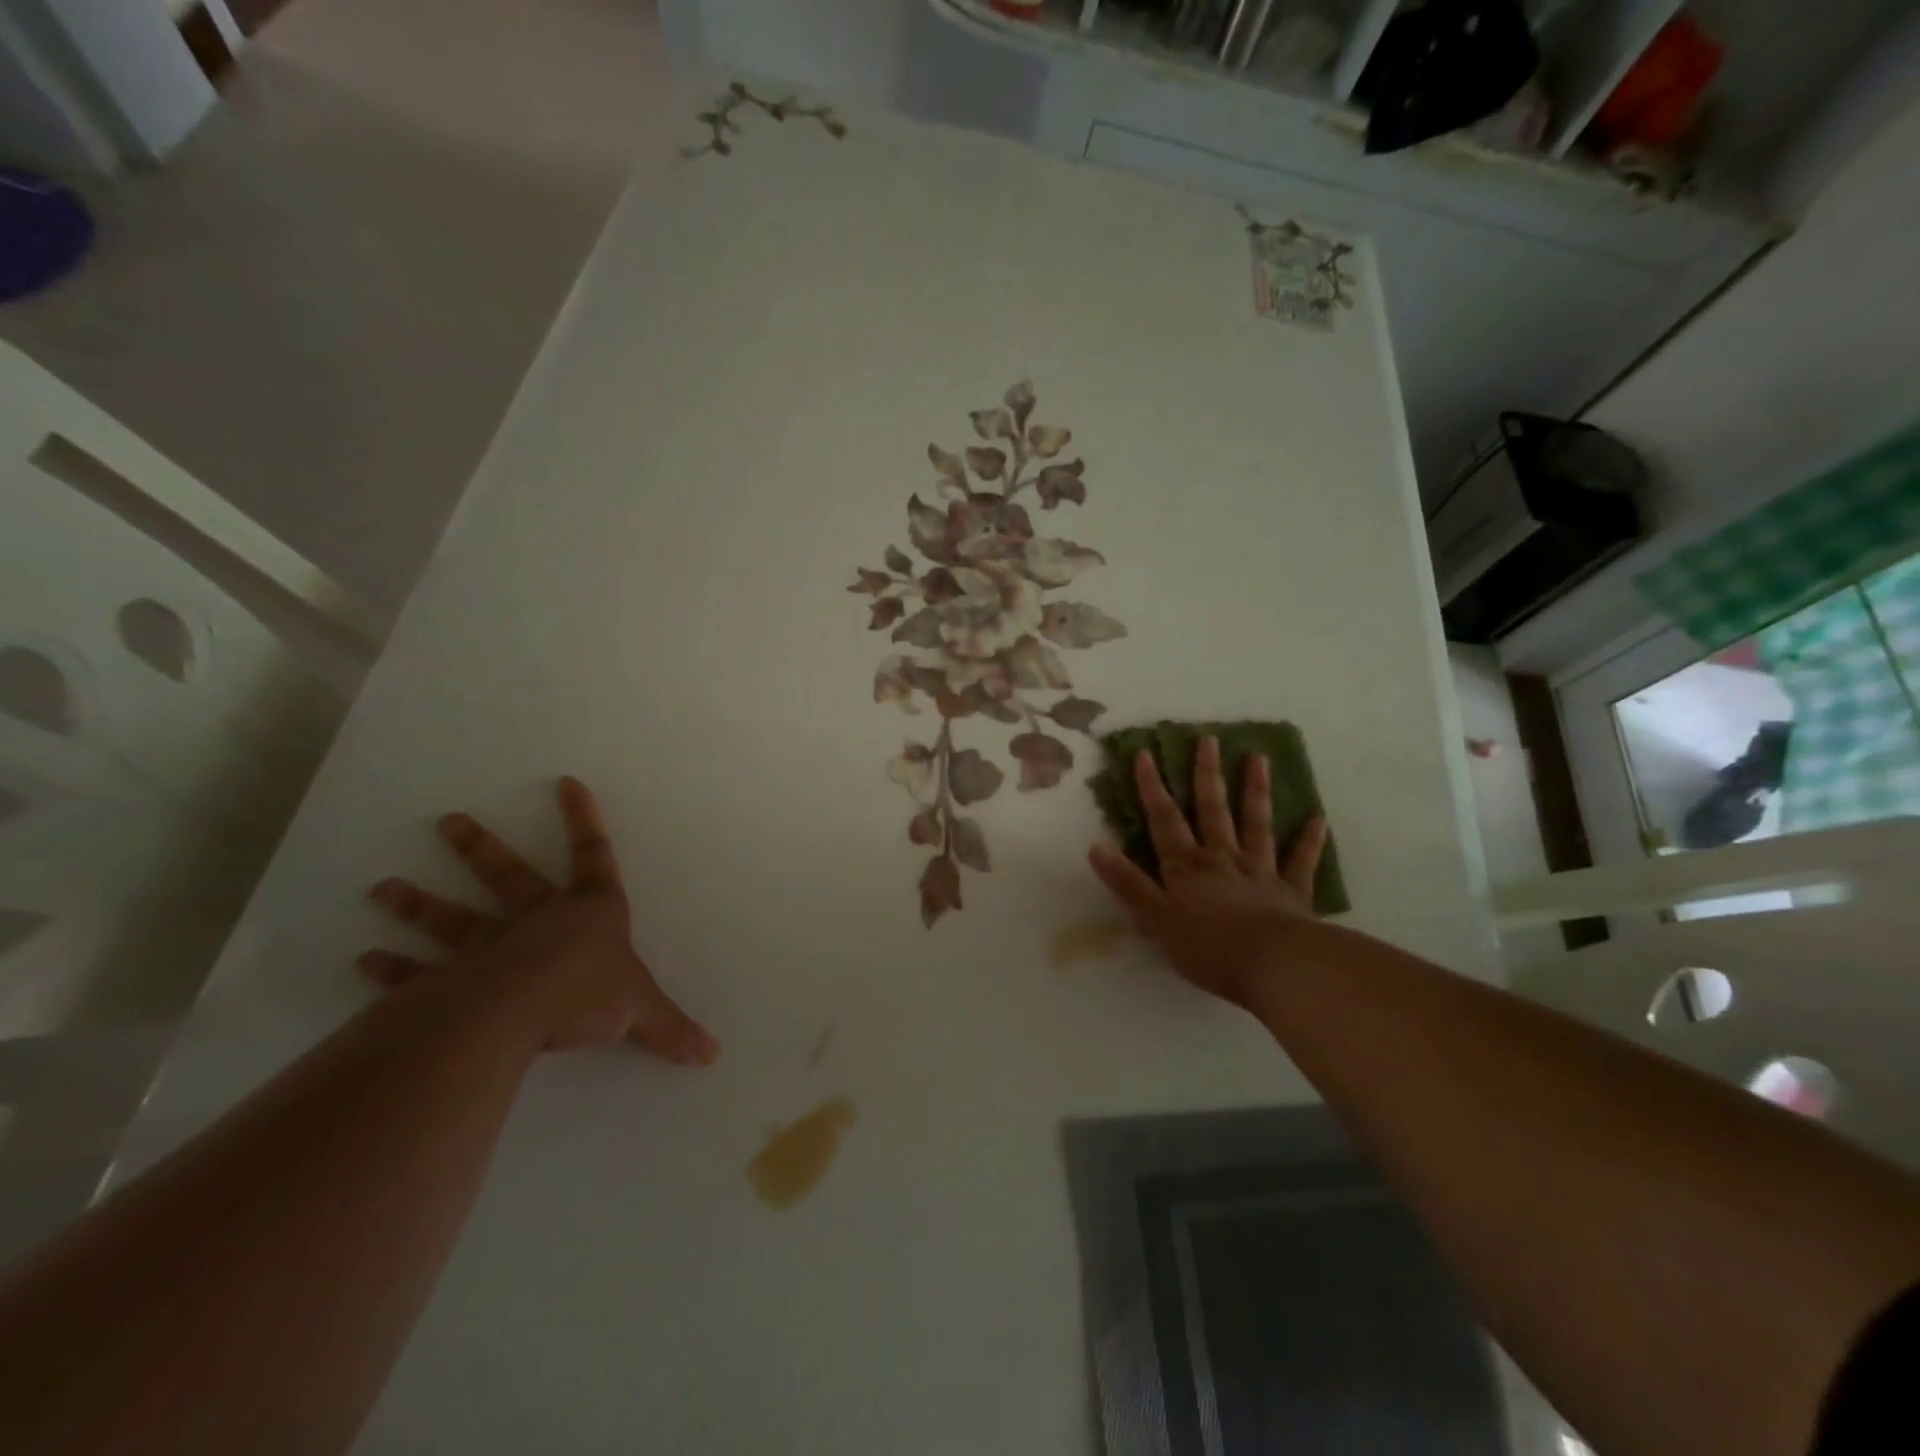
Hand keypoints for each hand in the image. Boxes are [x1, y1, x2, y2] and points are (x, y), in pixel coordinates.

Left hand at [360, 776, 719, 1063]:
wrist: (523, 1010)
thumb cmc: (588, 991)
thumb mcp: (642, 1010)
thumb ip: (671, 1029)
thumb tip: (713, 1054)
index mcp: (590, 914)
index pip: (594, 856)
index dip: (583, 820)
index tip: (565, 782)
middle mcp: (538, 920)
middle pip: (508, 877)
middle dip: (480, 849)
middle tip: (447, 821)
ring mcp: (490, 948)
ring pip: (453, 919)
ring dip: (418, 904)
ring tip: (381, 888)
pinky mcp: (451, 982)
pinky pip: (420, 972)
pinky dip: (394, 968)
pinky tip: (365, 960)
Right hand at [1088, 736, 1326, 1006]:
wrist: (1273, 965)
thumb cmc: (1208, 947)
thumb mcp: (1156, 919)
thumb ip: (1128, 884)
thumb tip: (1096, 847)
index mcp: (1187, 867)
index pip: (1164, 821)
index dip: (1153, 788)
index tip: (1146, 754)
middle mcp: (1222, 859)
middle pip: (1213, 811)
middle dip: (1207, 775)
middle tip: (1209, 739)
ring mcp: (1260, 871)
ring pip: (1257, 824)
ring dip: (1256, 791)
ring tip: (1259, 758)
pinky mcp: (1292, 892)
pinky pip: (1301, 861)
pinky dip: (1309, 839)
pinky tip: (1317, 817)